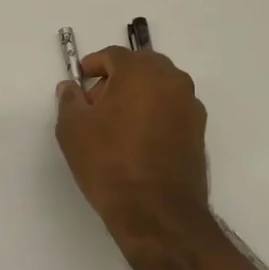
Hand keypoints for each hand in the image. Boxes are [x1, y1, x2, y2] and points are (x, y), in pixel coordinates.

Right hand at [56, 47, 211, 249]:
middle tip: (96, 104)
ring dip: (138, 95)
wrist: (157, 214)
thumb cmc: (110, 163)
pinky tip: (137, 140)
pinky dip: (154, 113)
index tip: (80, 83)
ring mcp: (190, 106)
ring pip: (159, 87)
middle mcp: (172, 81)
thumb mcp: (73, 129)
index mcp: (141, 71)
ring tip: (116, 125)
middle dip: (117, 78)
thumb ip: (69, 99)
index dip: (93, 66)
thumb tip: (72, 88)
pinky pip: (171, 109)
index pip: (113, 55)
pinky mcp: (199, 132)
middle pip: (140, 66)